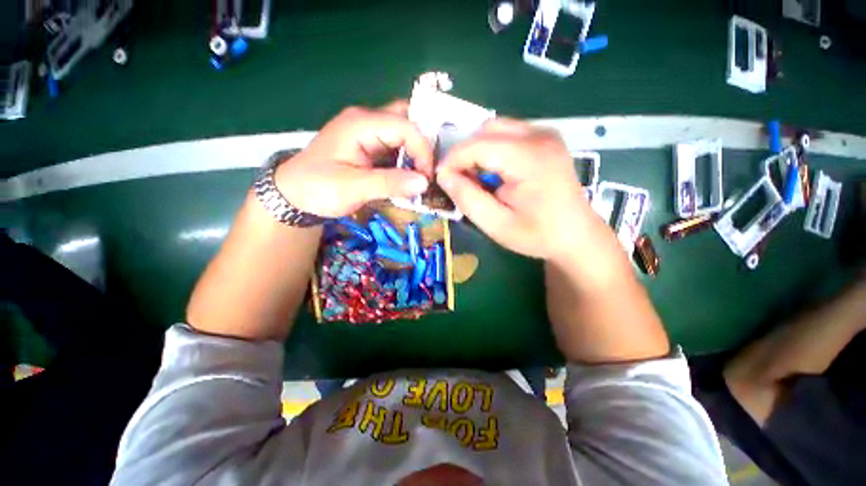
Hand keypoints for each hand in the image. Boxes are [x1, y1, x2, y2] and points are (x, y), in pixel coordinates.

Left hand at [274, 101, 433, 217]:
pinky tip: (410, 176)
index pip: (405, 126)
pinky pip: (395, 146)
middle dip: (423, 143)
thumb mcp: (353, 188)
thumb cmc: (318, 189)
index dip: (423, 150)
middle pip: (406, 119)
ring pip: (403, 133)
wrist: (295, 196)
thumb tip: (424, 182)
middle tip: (429, 169)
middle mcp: (366, 121)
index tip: (427, 177)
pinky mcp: (369, 147)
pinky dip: (407, 160)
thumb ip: (390, 183)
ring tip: (423, 175)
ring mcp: (368, 133)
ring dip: (416, 152)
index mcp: (361, 124)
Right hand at [437, 118, 604, 261]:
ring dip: (478, 151)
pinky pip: (508, 134)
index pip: (478, 145)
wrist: (576, 234)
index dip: (453, 160)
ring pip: (495, 129)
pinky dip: (492, 150)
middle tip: (461, 181)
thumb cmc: (537, 234)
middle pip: (486, 130)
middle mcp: (540, 136)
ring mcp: (545, 134)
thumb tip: (445, 176)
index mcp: (530, 159)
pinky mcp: (545, 138)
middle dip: (465, 154)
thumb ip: (468, 199)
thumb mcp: (496, 225)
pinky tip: (495, 173)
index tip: (442, 180)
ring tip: (478, 179)